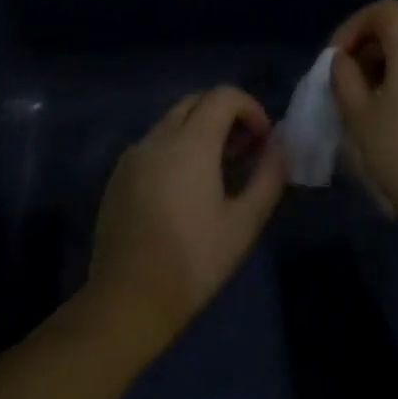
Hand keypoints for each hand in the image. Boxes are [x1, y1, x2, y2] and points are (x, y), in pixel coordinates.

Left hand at [86, 87, 287, 360]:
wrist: (127, 303)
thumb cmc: (193, 263)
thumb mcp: (244, 223)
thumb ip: (268, 176)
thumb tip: (279, 147)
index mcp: (189, 143)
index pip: (223, 95)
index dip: (250, 108)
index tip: (262, 141)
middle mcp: (157, 138)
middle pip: (196, 101)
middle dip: (226, 115)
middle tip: (245, 151)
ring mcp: (133, 156)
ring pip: (173, 121)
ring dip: (201, 130)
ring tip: (220, 171)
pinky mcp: (118, 177)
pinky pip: (154, 143)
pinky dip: (177, 147)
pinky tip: (186, 189)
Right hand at [329, 0, 397, 250]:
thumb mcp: (359, 116)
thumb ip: (344, 78)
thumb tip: (343, 60)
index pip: (384, 11)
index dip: (354, 25)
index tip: (336, 58)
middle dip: (366, 54)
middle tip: (343, 88)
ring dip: (384, 75)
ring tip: (363, 111)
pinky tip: (392, 127)